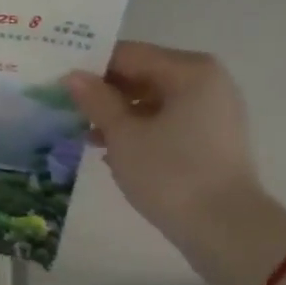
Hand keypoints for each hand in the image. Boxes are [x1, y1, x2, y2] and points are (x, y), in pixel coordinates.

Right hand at [64, 41, 285, 284]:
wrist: (225, 230)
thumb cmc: (171, 174)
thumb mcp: (124, 135)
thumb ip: (96, 100)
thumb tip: (72, 76)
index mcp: (189, 70)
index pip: (128, 54)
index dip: (91, 67)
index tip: (59, 82)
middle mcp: (206, 81)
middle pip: (143, 75)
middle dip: (105, 93)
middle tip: (66, 108)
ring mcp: (213, 111)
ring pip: (154, 101)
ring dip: (119, 115)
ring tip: (84, 134)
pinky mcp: (212, 139)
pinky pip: (168, 122)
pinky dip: (141, 131)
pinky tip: (112, 151)